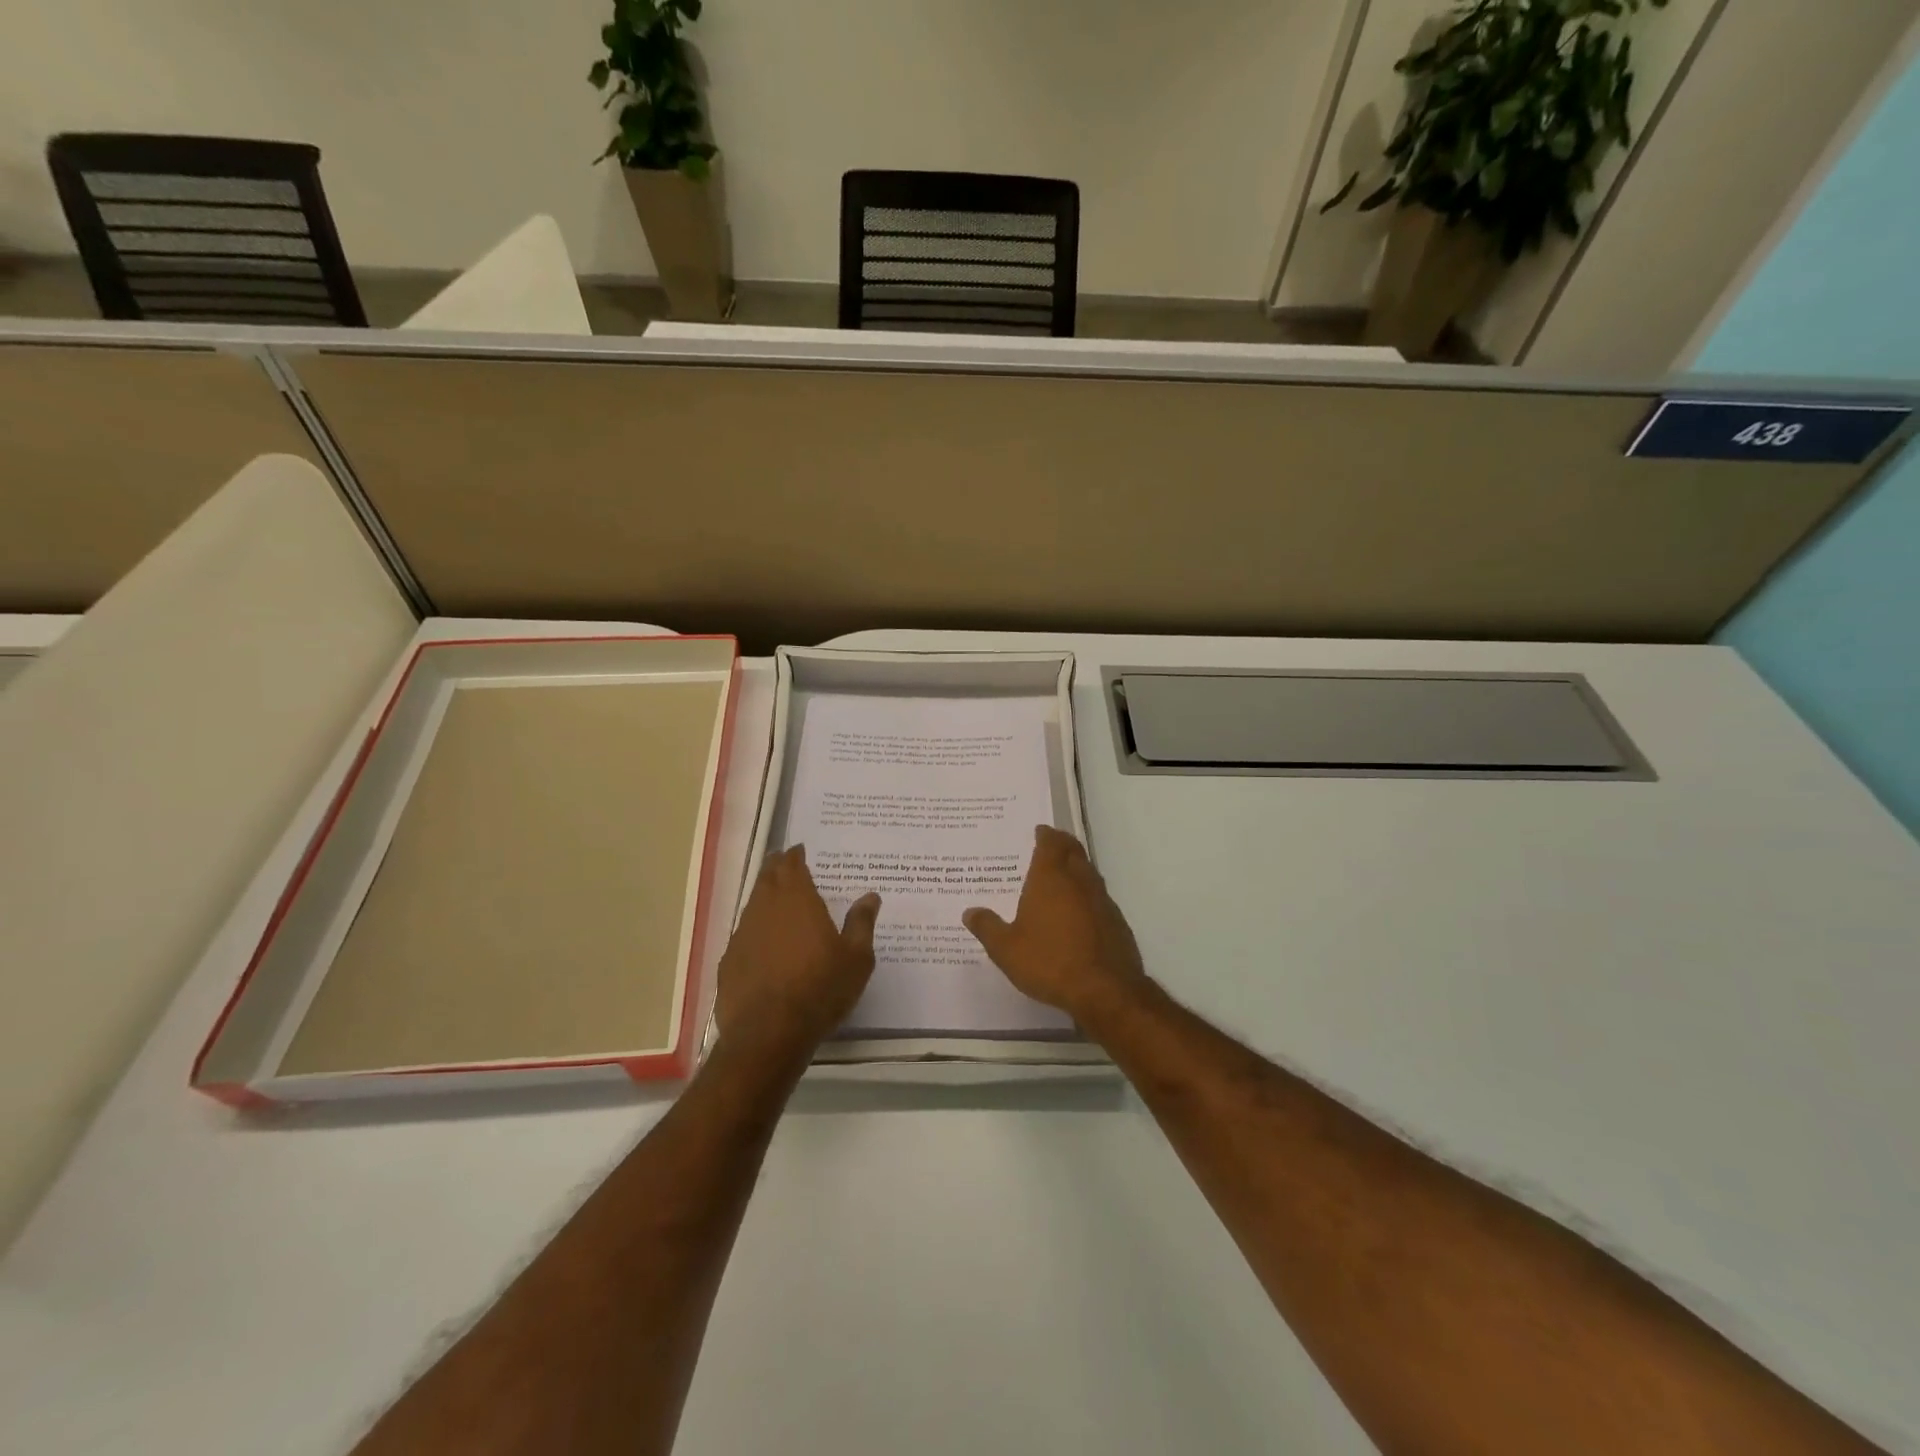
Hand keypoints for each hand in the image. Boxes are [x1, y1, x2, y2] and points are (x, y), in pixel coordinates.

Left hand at [717, 846, 880, 1054]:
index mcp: (797, 900)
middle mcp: (765, 909)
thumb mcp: (856, 958)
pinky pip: (744, 936)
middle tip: (785, 864)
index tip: (799, 850)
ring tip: (777, 902)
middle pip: (767, 879)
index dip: (794, 856)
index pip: (791, 865)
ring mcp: (742, 935)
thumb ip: (861, 923)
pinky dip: (755, 932)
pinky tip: (764, 946)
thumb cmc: (820, 989)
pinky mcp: (729, 962)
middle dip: (776, 869)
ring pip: (753, 905)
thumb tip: (870, 896)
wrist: (769, 1033)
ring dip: (764, 898)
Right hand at [963, 825, 1150, 1023]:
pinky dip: (1087, 895)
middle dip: (1062, 844)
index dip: (1045, 835)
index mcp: (1051, 878)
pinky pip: (1099, 897)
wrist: (1106, 990)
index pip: (1050, 843)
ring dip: (1077, 868)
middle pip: (1073, 851)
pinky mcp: (1117, 921)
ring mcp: (1102, 900)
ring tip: (1062, 876)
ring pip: (1089, 873)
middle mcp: (1079, 880)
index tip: (1039, 831)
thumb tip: (970, 912)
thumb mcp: (1006, 949)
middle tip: (1050, 844)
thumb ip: (987, 927)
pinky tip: (1079, 912)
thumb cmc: (1050, 962)